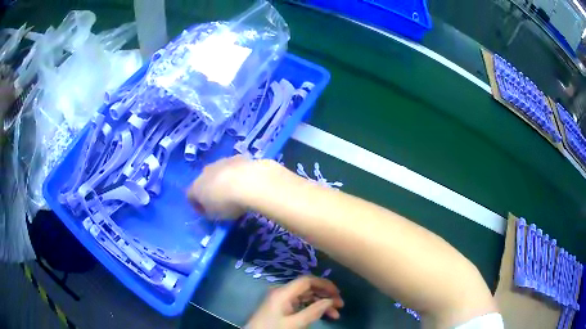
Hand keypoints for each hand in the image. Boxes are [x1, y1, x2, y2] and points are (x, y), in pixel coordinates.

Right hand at [187, 155, 254, 218]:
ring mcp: (220, 162)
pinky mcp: (236, 157)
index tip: (206, 212)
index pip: (190, 197)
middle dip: (209, 190)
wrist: (250, 182)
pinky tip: (245, 181)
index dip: (197, 206)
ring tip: (234, 191)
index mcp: (196, 187)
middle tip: (220, 201)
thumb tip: (208, 210)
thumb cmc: (228, 203)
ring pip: (218, 172)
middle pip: (203, 182)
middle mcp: (205, 172)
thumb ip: (209, 213)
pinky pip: (232, 167)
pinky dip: (236, 174)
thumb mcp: (216, 216)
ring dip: (222, 180)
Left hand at [246, 276, 343, 328]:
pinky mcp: (282, 306)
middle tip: (340, 305)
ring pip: (306, 296)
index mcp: (283, 292)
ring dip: (321, 303)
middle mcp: (283, 291)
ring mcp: (282, 298)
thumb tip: (331, 300)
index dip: (324, 284)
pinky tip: (323, 314)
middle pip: (308, 288)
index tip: (338, 294)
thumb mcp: (294, 323)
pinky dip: (313, 307)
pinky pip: (301, 303)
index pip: (307, 280)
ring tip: (335, 314)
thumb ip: (313, 311)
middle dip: (325, 295)